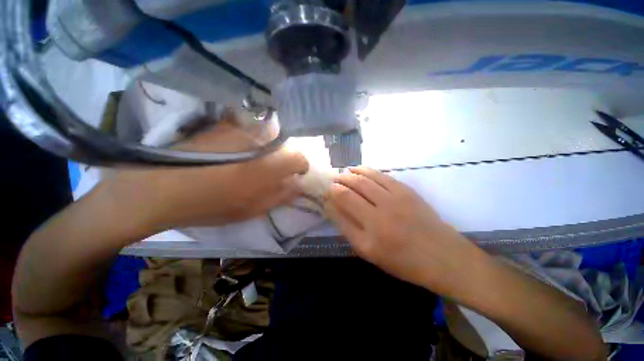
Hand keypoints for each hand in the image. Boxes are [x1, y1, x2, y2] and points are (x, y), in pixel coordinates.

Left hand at [107, 119, 308, 231]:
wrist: (162, 186)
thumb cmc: (213, 204)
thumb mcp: (253, 208)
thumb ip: (280, 195)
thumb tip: (297, 186)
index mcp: (270, 165)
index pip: (299, 158)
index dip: (300, 167)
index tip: (295, 175)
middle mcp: (261, 142)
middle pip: (285, 146)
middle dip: (283, 158)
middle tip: (271, 171)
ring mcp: (241, 130)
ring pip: (268, 136)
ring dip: (266, 149)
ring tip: (251, 162)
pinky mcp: (224, 125)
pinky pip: (248, 130)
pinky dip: (250, 140)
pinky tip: (234, 153)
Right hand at [324, 167, 481, 293]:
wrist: (442, 256)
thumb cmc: (403, 260)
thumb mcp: (370, 253)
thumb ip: (348, 229)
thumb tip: (332, 207)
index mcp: (368, 239)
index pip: (340, 212)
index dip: (330, 199)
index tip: (325, 194)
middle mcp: (379, 217)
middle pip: (349, 192)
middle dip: (336, 184)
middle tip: (330, 181)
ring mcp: (394, 201)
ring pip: (363, 180)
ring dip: (348, 174)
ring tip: (341, 173)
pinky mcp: (405, 191)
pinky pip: (380, 175)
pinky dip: (365, 170)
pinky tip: (357, 169)